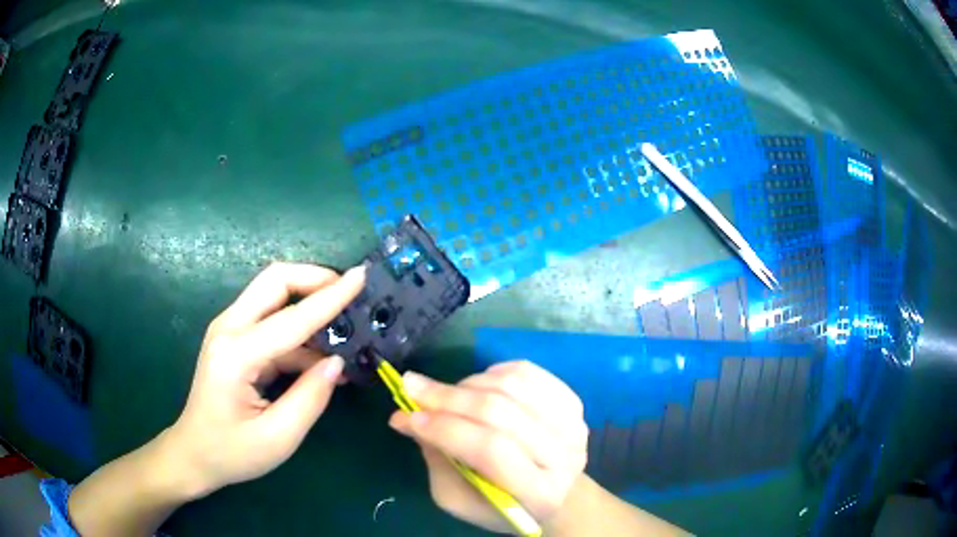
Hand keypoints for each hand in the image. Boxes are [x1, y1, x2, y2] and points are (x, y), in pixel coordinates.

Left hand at [166, 262, 365, 497]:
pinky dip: (299, 331)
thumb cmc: (232, 452)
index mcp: (236, 354)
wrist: (194, 454)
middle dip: (315, 278)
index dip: (331, 297)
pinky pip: (271, 321)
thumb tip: (338, 362)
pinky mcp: (234, 340)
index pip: (292, 318)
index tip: (361, 276)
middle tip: (350, 292)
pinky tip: (321, 356)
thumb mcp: (278, 437)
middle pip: (275, 281)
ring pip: (273, 296)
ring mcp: (229, 330)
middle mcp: (229, 329)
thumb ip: (311, 397)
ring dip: (309, 304)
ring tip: (345, 329)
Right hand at [388, 360, 588, 532]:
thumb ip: (436, 459)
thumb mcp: (459, 497)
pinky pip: (528, 373)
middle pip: (501, 413)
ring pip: (513, 386)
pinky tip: (477, 384)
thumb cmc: (499, 505)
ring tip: (445, 393)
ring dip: (468, 383)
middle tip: (411, 386)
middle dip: (448, 397)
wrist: (555, 495)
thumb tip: (405, 416)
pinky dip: (494, 372)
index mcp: (538, 494)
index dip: (446, 428)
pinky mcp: (574, 404)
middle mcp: (564, 458)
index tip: (407, 416)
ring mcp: (574, 426)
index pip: (490, 450)